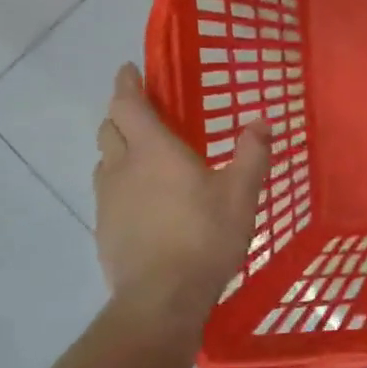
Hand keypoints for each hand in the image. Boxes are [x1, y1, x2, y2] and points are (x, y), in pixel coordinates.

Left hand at [94, 63, 270, 329]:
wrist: (162, 297)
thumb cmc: (205, 236)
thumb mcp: (242, 193)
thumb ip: (252, 154)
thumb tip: (262, 121)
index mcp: (153, 150)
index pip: (127, 104)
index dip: (126, 83)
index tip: (129, 70)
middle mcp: (122, 167)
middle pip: (109, 129)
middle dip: (122, 114)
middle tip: (144, 113)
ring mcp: (108, 200)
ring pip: (105, 162)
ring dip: (119, 150)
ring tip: (145, 158)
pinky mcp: (104, 229)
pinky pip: (108, 193)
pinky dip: (122, 184)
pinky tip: (145, 203)